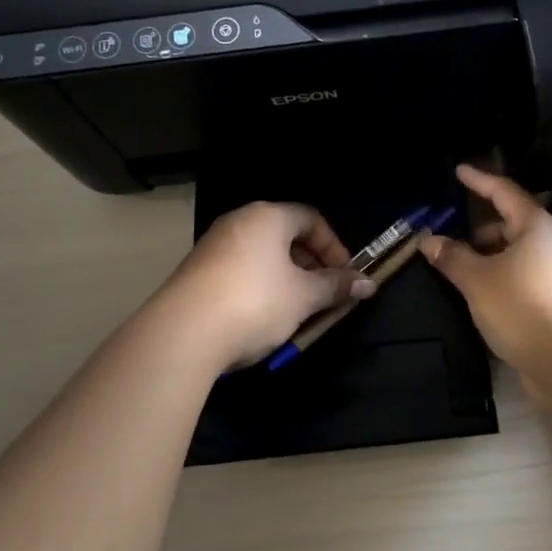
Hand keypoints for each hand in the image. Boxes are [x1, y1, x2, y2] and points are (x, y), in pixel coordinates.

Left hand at [160, 202, 374, 369]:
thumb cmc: (256, 302)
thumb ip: (336, 286)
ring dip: (285, 280)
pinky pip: (239, 272)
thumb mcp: (304, 296)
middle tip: (323, 295)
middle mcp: (238, 222)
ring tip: (295, 311)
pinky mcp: (196, 273)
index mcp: (267, 216)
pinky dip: (259, 288)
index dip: (334, 246)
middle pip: (285, 236)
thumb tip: (368, 283)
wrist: (183, 333)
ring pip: (262, 256)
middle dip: (310, 265)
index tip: (345, 276)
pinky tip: (262, 319)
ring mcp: (213, 246)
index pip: (311, 218)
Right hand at [419, 164, 551, 374]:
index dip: (479, 180)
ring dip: (488, 258)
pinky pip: (521, 278)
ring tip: (458, 270)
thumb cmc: (522, 306)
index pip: (504, 192)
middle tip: (449, 236)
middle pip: (511, 225)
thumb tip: (429, 240)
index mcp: (537, 227)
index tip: (459, 171)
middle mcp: (551, 244)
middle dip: (479, 229)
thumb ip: (452, 257)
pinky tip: (478, 295)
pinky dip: (498, 279)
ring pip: (515, 255)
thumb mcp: (478, 280)